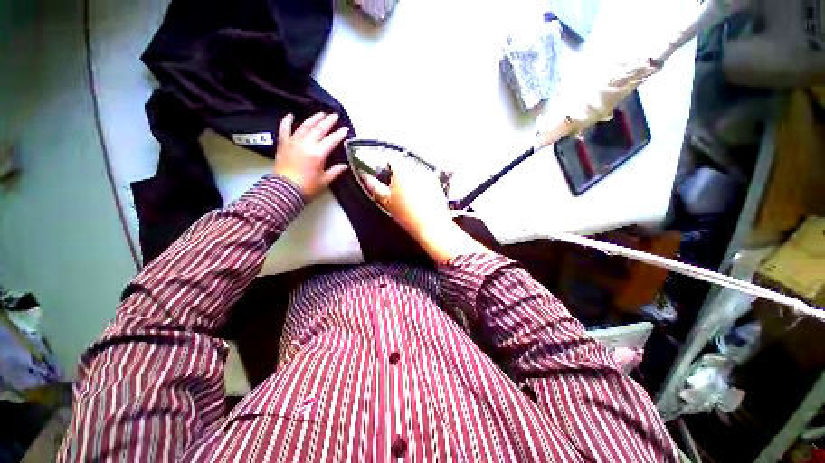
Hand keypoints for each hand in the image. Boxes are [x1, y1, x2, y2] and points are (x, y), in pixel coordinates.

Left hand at [273, 112, 348, 197]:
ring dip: (313, 119)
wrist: (285, 190)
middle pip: (319, 129)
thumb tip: (344, 165)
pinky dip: (287, 121)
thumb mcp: (325, 181)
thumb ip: (335, 171)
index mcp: (318, 153)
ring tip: (320, 113)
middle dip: (328, 121)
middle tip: (334, 115)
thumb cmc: (308, 187)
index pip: (332, 140)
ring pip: (305, 126)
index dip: (339, 134)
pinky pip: (284, 129)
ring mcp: (293, 142)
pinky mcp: (283, 144)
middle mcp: (306, 144)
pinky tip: (291, 115)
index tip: (345, 129)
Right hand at [360, 159, 489, 262]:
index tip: (383, 178)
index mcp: (403, 169)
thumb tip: (365, 176)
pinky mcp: (437, 183)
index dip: (384, 167)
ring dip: (409, 178)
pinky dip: (420, 183)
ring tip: (407, 195)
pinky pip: (425, 178)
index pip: (390, 159)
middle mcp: (417, 168)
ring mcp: (430, 174)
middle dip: (397, 173)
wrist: (432, 226)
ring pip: (414, 170)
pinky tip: (419, 198)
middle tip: (394, 189)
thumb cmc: (408, 215)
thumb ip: (374, 186)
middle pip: (403, 164)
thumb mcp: (386, 201)